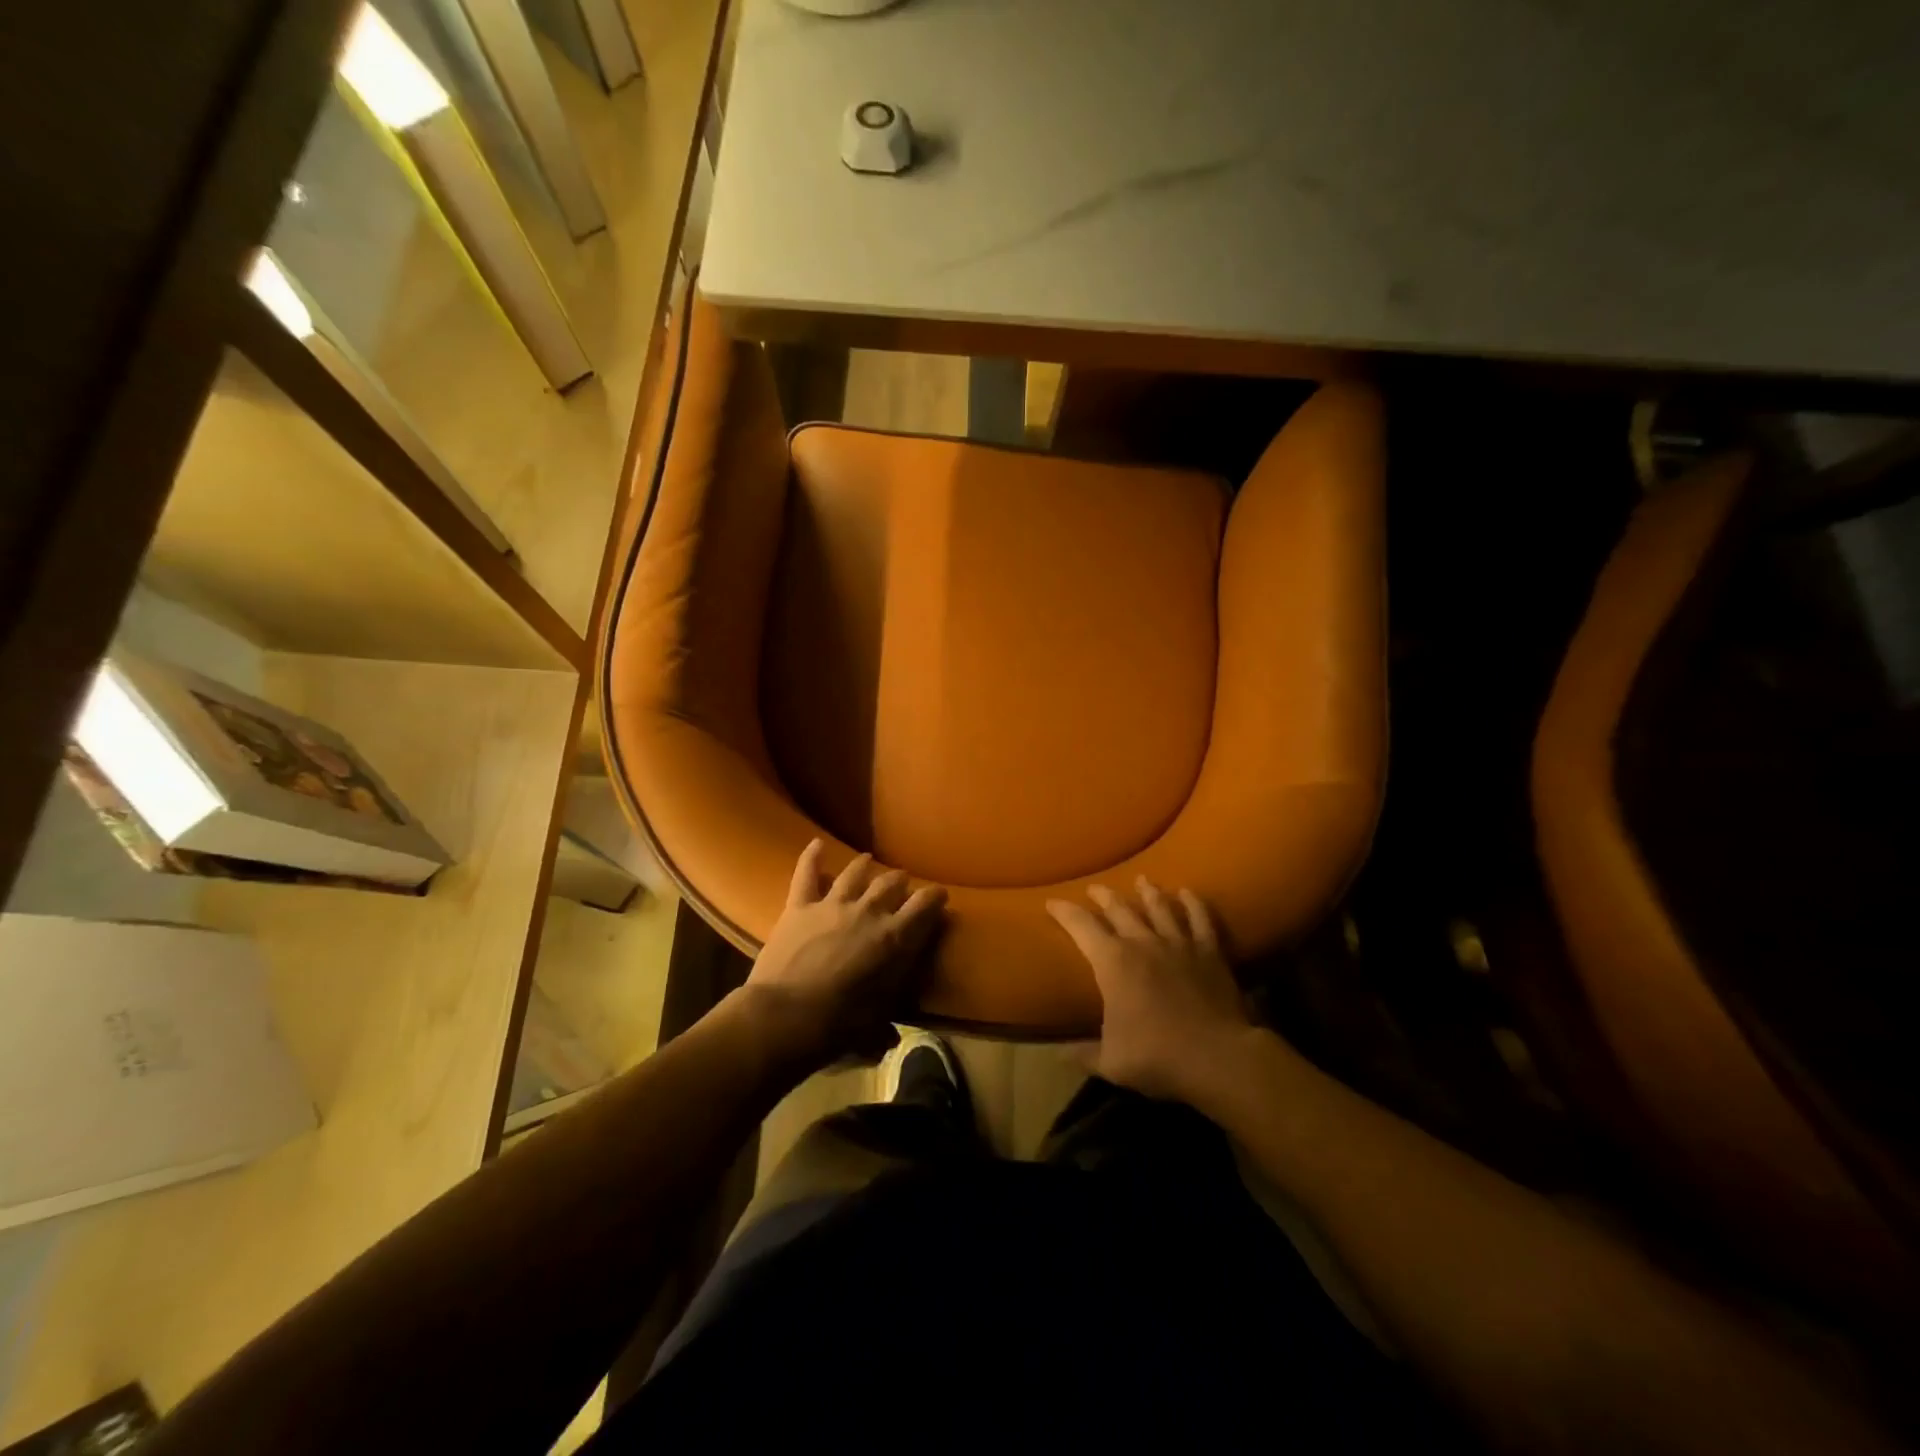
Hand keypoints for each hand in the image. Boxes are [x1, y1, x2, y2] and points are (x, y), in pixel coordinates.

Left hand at [740, 840, 947, 1070]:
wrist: (784, 1017)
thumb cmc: (837, 1026)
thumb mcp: (873, 1028)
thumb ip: (885, 1027)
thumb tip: (892, 1041)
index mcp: (894, 939)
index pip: (925, 906)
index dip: (935, 898)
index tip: (940, 896)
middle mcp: (869, 912)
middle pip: (891, 883)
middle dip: (900, 882)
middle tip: (902, 885)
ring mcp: (833, 904)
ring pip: (855, 873)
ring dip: (865, 865)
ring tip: (869, 861)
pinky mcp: (800, 906)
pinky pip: (806, 874)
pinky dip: (812, 857)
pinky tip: (816, 844)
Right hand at [1047, 878, 1251, 1101]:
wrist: (1217, 1057)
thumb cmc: (1157, 1057)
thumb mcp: (1110, 1062)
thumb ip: (1083, 1054)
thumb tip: (1057, 1054)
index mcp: (1112, 962)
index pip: (1081, 926)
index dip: (1064, 912)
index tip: (1052, 902)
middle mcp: (1143, 943)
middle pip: (1119, 909)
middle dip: (1104, 896)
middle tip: (1095, 888)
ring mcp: (1178, 944)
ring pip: (1160, 907)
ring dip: (1148, 892)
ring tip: (1142, 880)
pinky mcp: (1209, 952)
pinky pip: (1200, 920)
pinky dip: (1194, 904)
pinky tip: (1188, 893)